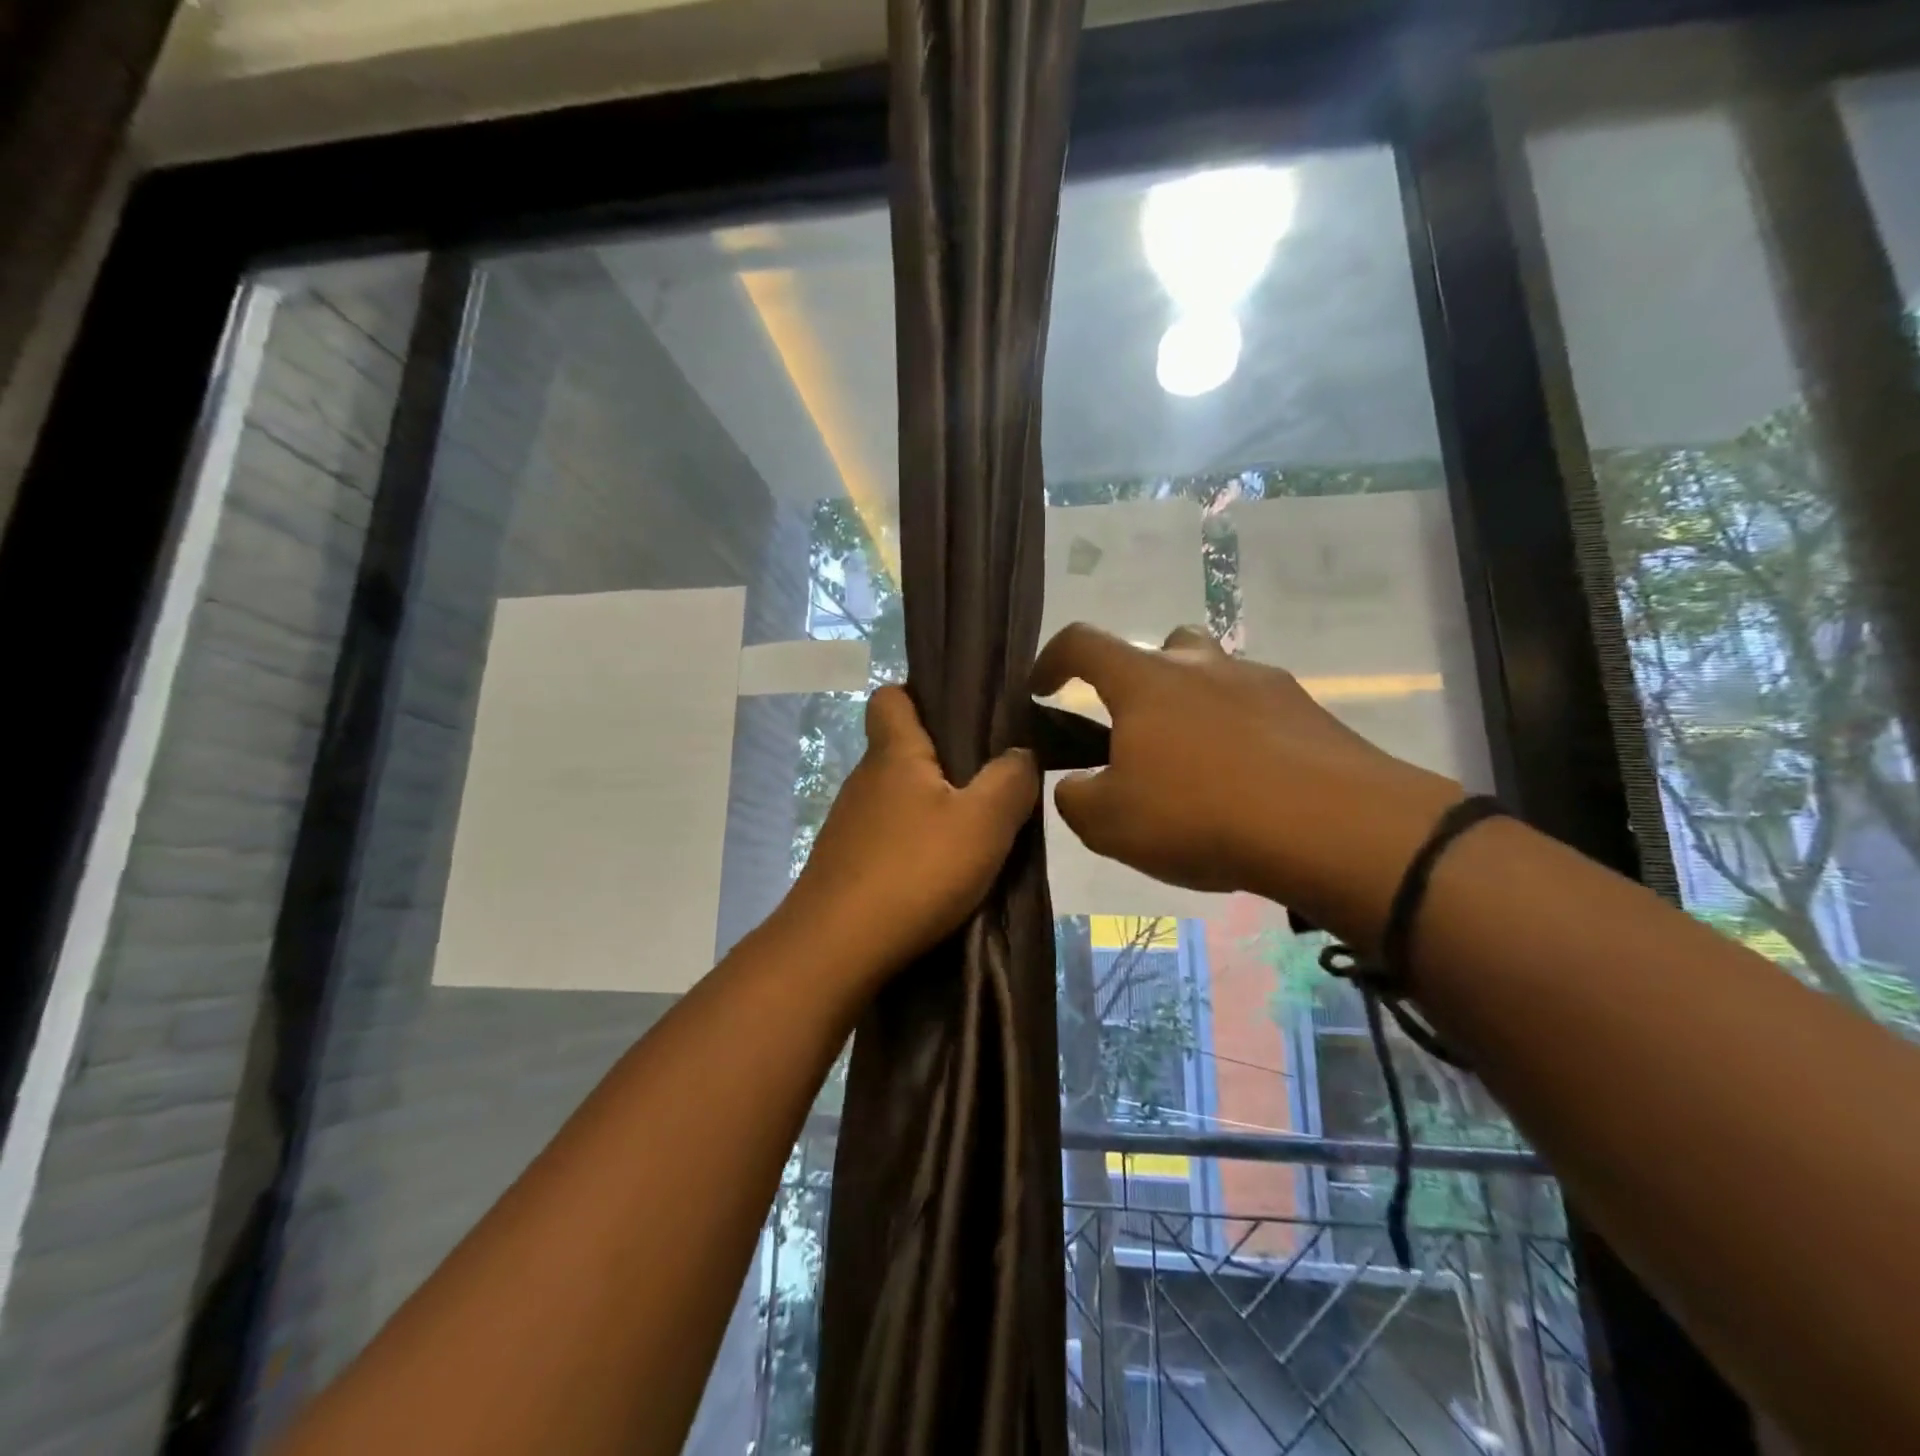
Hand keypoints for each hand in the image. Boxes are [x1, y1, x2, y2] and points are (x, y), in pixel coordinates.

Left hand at [778, 685, 1039, 989]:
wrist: (837, 949)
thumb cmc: (915, 870)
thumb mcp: (984, 822)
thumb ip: (1011, 780)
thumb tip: (1021, 753)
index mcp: (893, 753)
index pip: (891, 696)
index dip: (921, 695)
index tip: (961, 716)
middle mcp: (864, 780)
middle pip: (901, 749)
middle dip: (942, 760)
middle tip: (989, 782)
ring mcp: (849, 824)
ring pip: (896, 797)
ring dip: (930, 807)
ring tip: (971, 834)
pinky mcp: (845, 864)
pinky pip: (887, 836)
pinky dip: (913, 844)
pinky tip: (938, 874)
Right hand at [1031, 623, 1462, 946]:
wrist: (1331, 827)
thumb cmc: (1200, 814)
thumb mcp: (1109, 824)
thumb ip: (1076, 798)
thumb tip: (1078, 785)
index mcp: (1144, 681)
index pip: (1081, 643)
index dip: (1052, 660)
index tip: (1041, 688)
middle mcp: (1201, 665)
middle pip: (1161, 646)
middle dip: (1139, 679)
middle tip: (1136, 731)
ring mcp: (1260, 682)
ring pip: (1214, 674)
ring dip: (1193, 704)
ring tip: (1194, 762)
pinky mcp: (1307, 710)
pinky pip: (1257, 708)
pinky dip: (1240, 733)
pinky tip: (1247, 781)